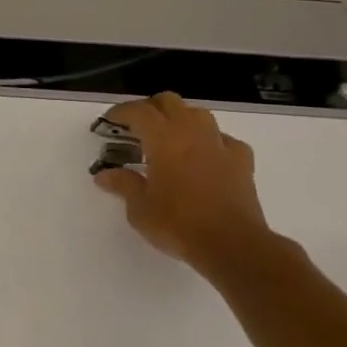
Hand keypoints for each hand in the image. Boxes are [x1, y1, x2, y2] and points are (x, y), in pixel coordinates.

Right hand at [93, 93, 274, 275]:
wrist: (231, 244)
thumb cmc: (177, 224)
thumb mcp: (139, 208)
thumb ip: (123, 185)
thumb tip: (105, 175)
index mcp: (164, 140)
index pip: (139, 111)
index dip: (121, 112)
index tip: (109, 121)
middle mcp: (193, 134)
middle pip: (170, 102)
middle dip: (150, 108)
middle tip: (135, 126)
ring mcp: (220, 145)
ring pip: (199, 114)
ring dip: (180, 118)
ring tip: (168, 138)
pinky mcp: (242, 162)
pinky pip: (224, 139)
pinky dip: (210, 141)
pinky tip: (204, 156)